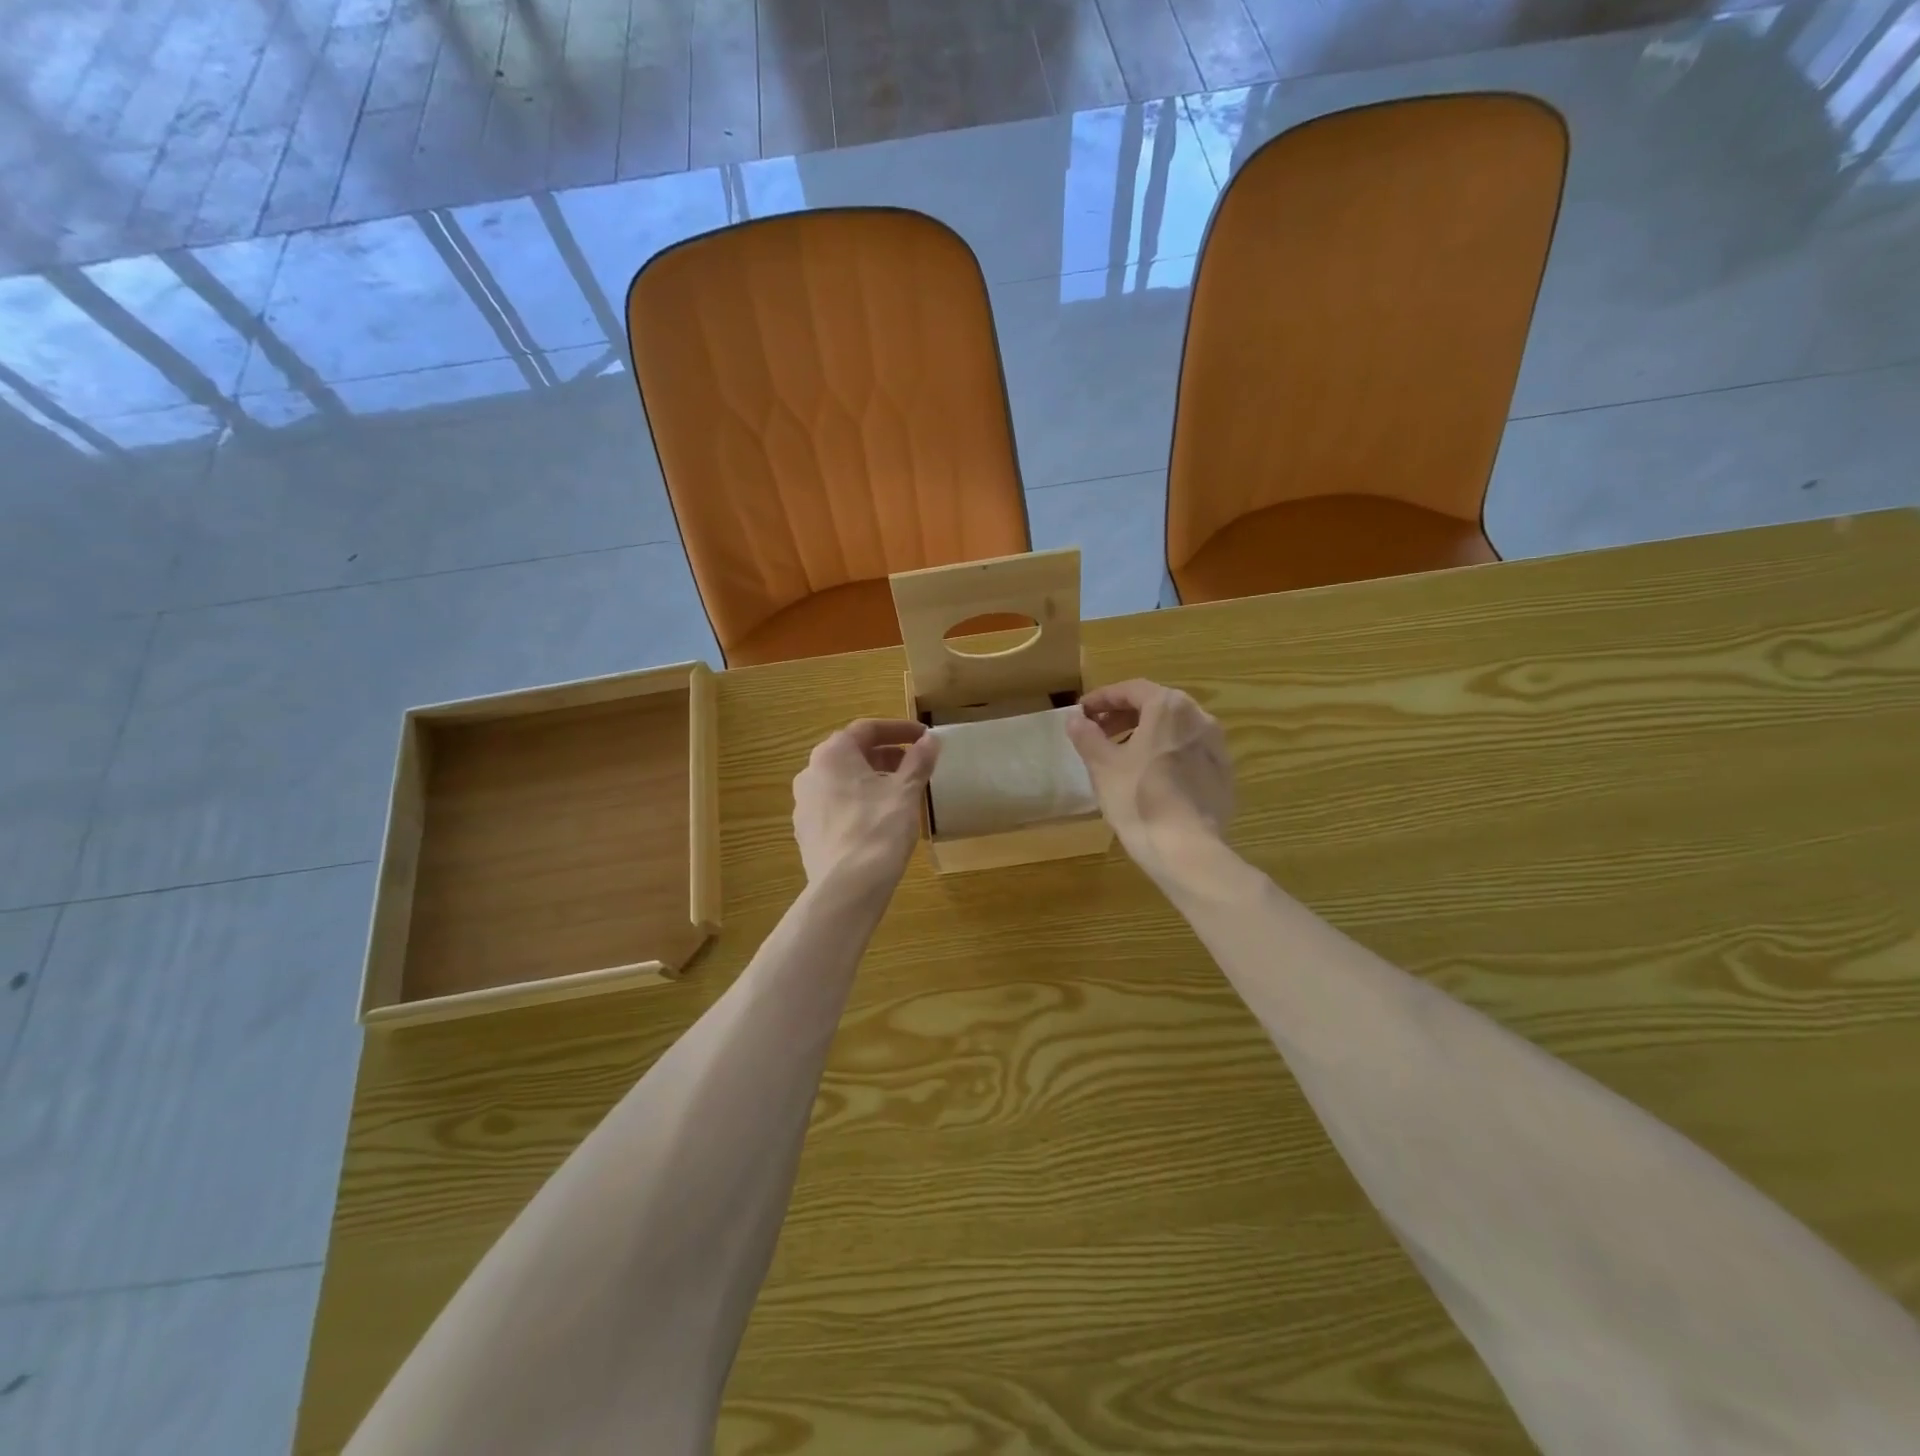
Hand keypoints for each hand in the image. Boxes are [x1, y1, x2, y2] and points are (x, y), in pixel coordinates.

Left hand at [792, 719, 939, 891]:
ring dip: (871, 780)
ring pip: (842, 781)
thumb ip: (918, 761)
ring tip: (900, 794)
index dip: (899, 730)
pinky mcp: (806, 832)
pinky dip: (858, 803)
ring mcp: (804, 804)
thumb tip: (931, 740)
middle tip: (914, 765)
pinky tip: (878, 820)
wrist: (847, 888)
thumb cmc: (879, 829)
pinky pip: (835, 806)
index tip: (923, 738)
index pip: (867, 729)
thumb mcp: (906, 791)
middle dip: (885, 756)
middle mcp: (810, 773)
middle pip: (852, 754)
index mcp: (832, 755)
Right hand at [1065, 680, 1233, 883]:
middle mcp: (1199, 717)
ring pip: (1175, 729)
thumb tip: (1075, 719)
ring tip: (1122, 755)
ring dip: (1146, 734)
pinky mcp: (1224, 773)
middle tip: (1098, 732)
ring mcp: (1217, 746)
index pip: (1132, 690)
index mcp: (1169, 707)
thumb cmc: (1138, 799)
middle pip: (1156, 706)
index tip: (1082, 712)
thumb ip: (1087, 736)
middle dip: (1124, 716)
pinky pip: (1190, 752)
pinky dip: (1167, 754)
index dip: (1103, 698)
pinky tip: (1150, 777)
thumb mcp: (1102, 766)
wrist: (1186, 848)